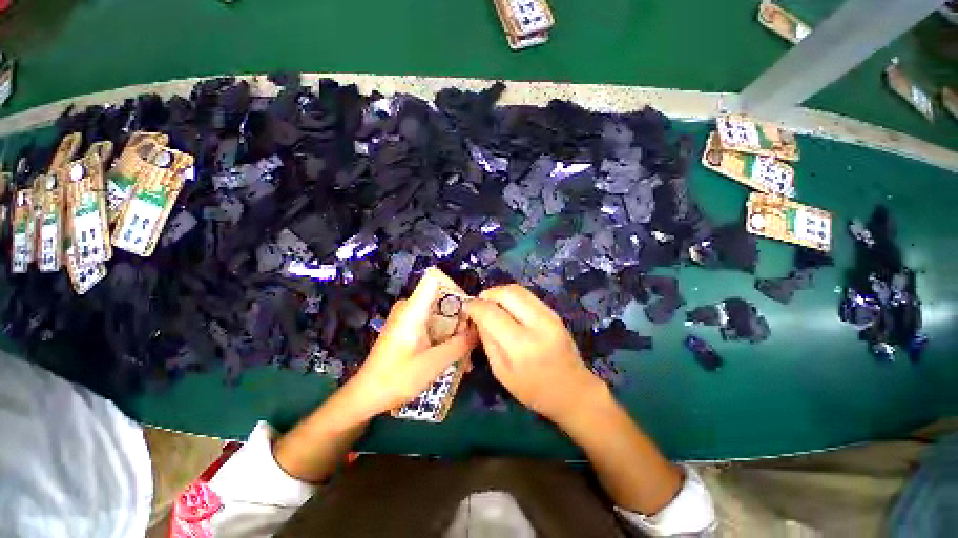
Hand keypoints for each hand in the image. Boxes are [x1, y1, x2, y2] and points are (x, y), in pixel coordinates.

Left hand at [345, 267, 477, 417]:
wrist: (367, 395)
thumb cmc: (397, 378)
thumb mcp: (434, 363)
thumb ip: (460, 344)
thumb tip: (480, 331)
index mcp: (413, 309)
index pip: (435, 279)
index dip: (456, 289)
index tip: (471, 310)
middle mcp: (410, 307)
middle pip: (442, 298)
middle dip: (460, 317)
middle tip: (472, 339)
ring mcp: (408, 317)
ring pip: (440, 313)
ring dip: (454, 330)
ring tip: (466, 353)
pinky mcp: (408, 327)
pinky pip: (433, 323)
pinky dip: (444, 336)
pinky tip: (454, 356)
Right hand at [464, 284, 604, 422]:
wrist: (574, 390)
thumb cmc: (533, 390)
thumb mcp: (501, 371)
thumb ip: (487, 340)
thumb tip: (477, 316)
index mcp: (521, 345)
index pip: (491, 312)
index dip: (474, 306)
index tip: (465, 307)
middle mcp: (537, 324)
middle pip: (507, 292)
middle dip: (488, 294)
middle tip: (479, 304)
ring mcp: (549, 315)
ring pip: (518, 289)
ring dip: (499, 293)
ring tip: (491, 305)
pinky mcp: (554, 312)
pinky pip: (527, 296)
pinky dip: (512, 298)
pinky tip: (507, 309)